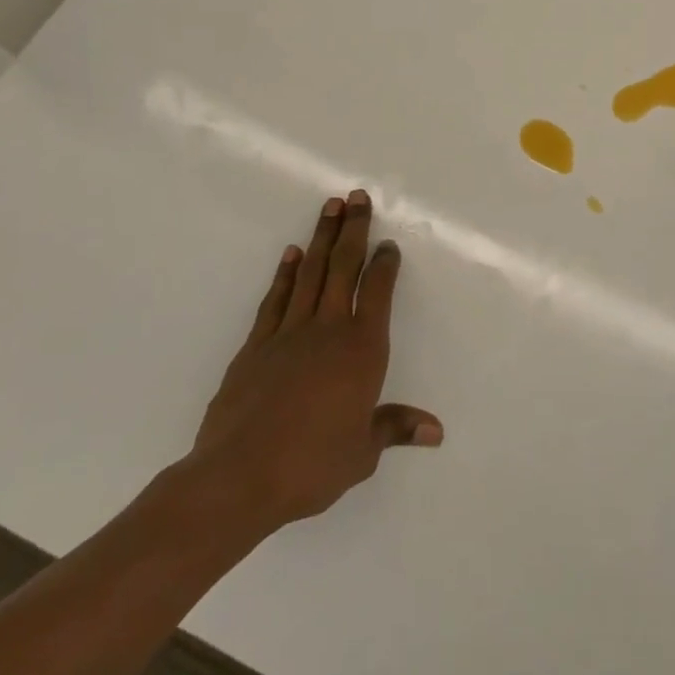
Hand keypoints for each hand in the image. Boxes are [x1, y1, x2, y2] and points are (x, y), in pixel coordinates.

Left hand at [182, 190, 442, 533]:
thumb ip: (395, 428)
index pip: (378, 294)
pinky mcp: (255, 346)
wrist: (238, 477)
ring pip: (310, 274)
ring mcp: (288, 334)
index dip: (385, 265)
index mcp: (361, 351)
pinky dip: (285, 274)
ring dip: (321, 239)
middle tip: (357, 197)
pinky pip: (275, 299)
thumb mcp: (362, 453)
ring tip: (330, 207)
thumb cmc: (311, 465)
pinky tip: (292, 255)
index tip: (388, 243)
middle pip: (343, 268)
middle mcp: (328, 330)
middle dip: (353, 230)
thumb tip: (436, 431)